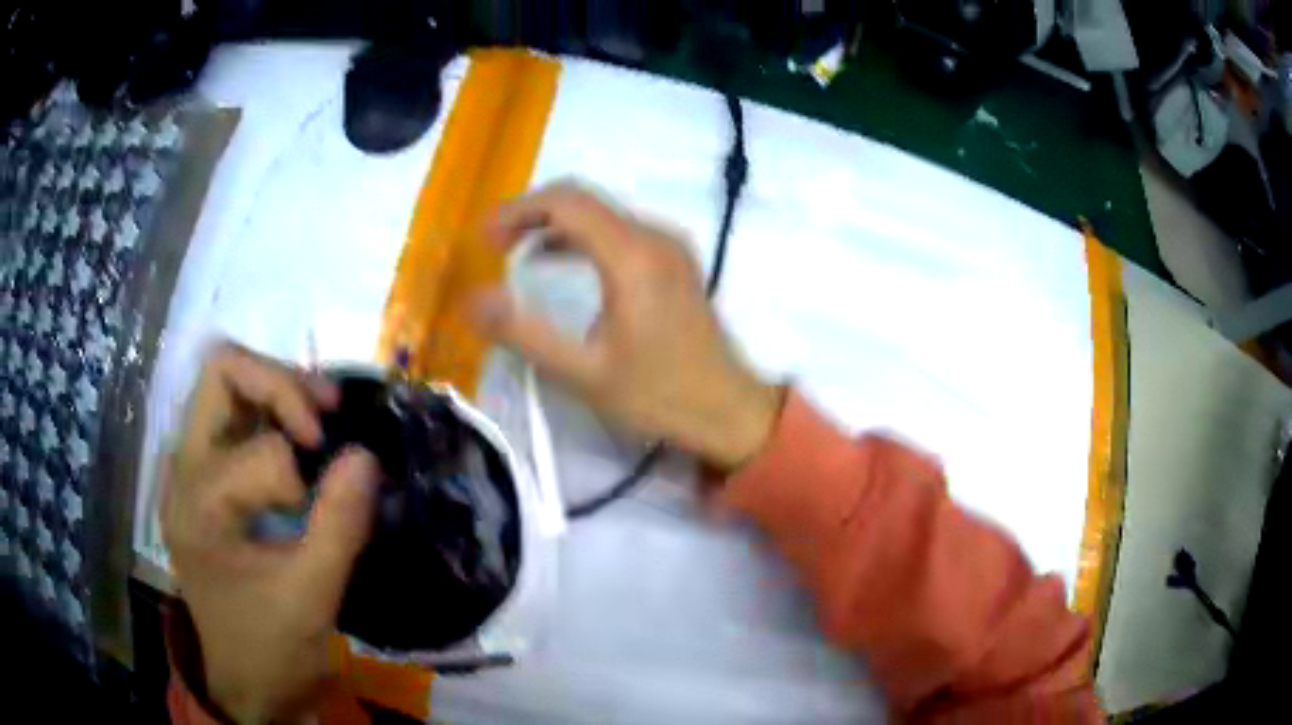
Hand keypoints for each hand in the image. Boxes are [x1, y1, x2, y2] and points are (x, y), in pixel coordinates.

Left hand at [161, 344, 378, 722]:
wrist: (245, 680)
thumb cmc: (272, 647)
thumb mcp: (312, 597)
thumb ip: (339, 525)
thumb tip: (367, 454)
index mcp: (199, 507)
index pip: (258, 451)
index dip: (303, 470)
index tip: (328, 499)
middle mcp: (182, 472)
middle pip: (221, 374)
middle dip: (281, 383)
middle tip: (326, 416)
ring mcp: (187, 470)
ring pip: (225, 383)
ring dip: (275, 388)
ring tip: (321, 415)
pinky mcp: (202, 477)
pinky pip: (231, 413)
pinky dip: (269, 410)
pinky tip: (300, 439)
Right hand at [470, 182, 782, 468]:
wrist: (727, 409)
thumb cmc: (657, 395)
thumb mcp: (583, 373)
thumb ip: (523, 333)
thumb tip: (472, 300)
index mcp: (632, 256)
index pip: (566, 202)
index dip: (518, 211)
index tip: (485, 239)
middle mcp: (654, 236)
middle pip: (583, 200)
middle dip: (532, 213)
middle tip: (495, 244)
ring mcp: (669, 245)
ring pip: (602, 213)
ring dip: (555, 225)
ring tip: (515, 252)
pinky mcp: (675, 260)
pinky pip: (620, 231)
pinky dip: (582, 239)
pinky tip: (558, 263)